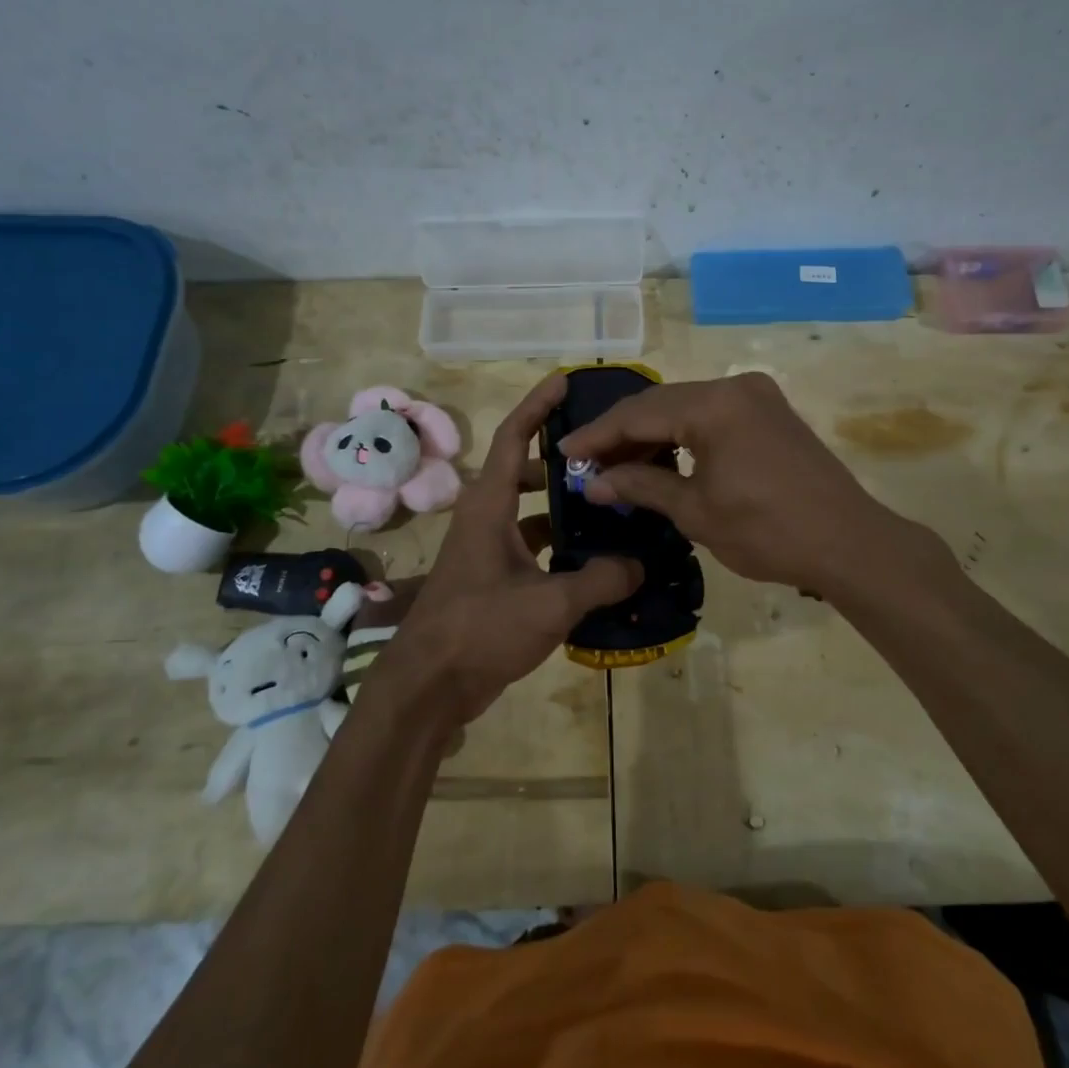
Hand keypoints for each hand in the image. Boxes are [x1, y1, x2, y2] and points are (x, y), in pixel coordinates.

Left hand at [372, 373, 642, 727]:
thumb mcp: (549, 603)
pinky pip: (530, 545)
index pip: (515, 436)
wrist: (429, 686)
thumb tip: (639, 566)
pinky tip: (592, 560)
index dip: (539, 405)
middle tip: (607, 458)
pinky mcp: (492, 578)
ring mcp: (486, 549)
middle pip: (525, 470)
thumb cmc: (480, 629)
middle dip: (563, 460)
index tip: (566, 381)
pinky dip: (557, 545)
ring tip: (609, 505)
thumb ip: (599, 580)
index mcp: (489, 505)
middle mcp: (485, 518)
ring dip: (562, 506)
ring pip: (529, 511)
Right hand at [561, 372, 924, 594]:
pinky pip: (712, 415)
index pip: (638, 413)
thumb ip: (640, 486)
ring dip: (651, 434)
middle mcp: (734, 386)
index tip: (565, 453)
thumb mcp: (695, 511)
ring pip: (685, 407)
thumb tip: (592, 483)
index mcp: (714, 404)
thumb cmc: (767, 531)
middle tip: (587, 463)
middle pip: (661, 404)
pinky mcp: (770, 412)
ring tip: (618, 466)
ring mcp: (756, 395)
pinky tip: (662, 458)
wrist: (849, 543)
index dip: (598, 435)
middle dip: (621, 434)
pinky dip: (683, 435)